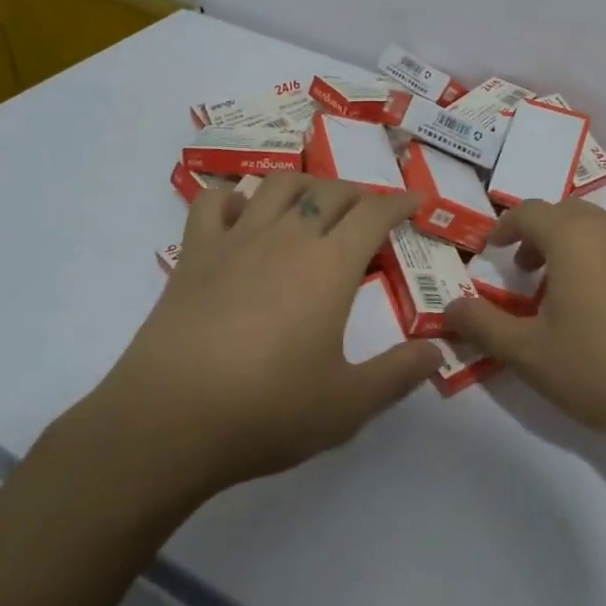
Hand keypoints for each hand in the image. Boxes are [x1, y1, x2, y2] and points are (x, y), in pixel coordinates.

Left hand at [82, 175, 440, 504]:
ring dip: (305, 184)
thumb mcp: (347, 405)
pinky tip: (241, 214)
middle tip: (369, 213)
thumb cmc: (267, 410)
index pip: (374, 212)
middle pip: (330, 192)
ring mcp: (236, 240)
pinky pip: (212, 203)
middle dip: (358, 194)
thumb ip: (398, 374)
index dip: (399, 202)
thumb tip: (437, 350)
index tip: (415, 200)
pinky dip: (232, 197)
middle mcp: (288, 237)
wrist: (168, 421)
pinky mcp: (194, 254)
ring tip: (314, 203)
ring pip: (278, 185)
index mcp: (330, 265)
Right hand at [445, 199, 605, 448]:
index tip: (492, 249)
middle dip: (541, 235)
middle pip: (567, 214)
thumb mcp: (530, 355)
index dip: (505, 227)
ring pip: (604, 229)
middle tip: (528, 273)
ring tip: (573, 292)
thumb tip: (450, 307)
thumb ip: (483, 326)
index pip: (529, 212)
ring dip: (579, 247)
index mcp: (574, 237)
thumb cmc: (603, 369)